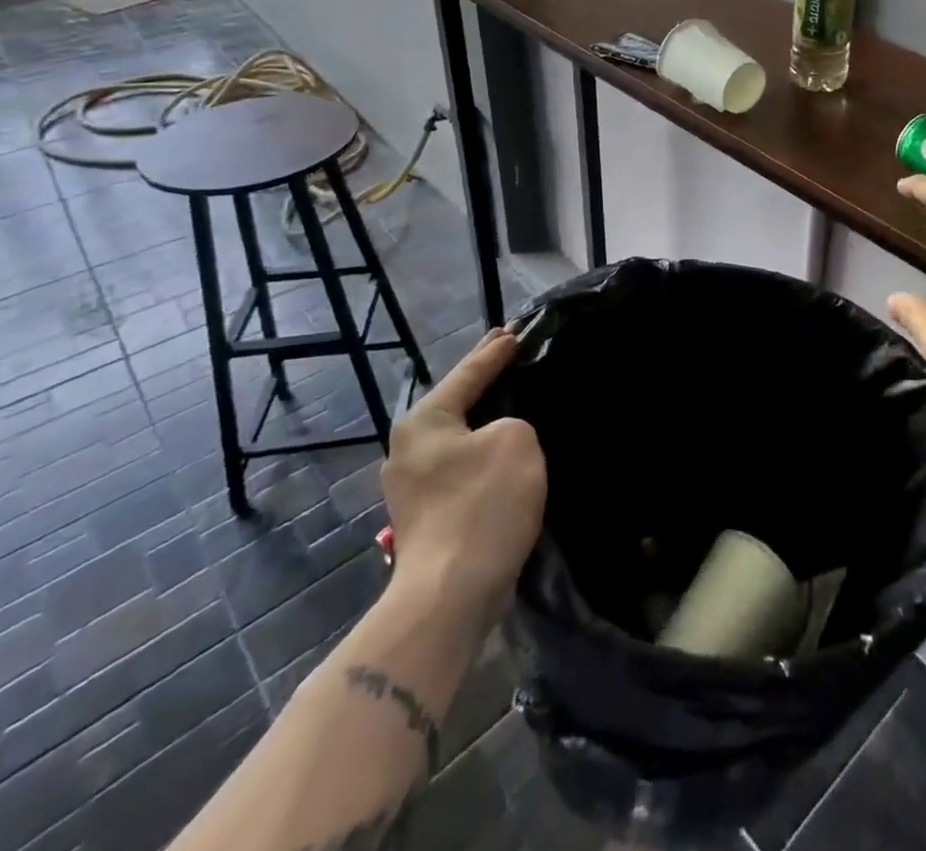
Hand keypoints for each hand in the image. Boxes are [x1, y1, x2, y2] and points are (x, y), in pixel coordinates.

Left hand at [381, 328, 545, 615]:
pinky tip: (503, 450)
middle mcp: (408, 447)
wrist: (451, 594)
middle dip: (484, 380)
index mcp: (424, 420)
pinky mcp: (427, 514)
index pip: (468, 373)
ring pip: (459, 436)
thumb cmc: (482, 504)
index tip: (514, 331)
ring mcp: (413, 485)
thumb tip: (498, 439)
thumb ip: (512, 421)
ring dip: (485, 420)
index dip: (495, 351)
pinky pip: (462, 465)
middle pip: (456, 402)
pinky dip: (483, 452)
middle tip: (509, 353)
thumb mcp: (516, 439)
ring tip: (512, 400)